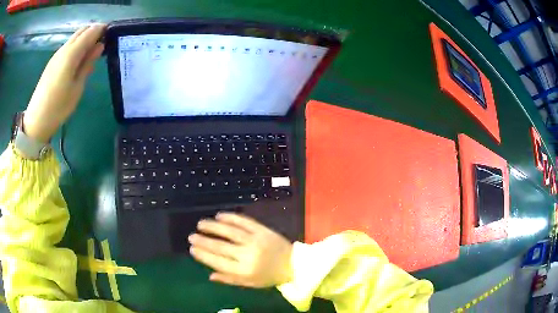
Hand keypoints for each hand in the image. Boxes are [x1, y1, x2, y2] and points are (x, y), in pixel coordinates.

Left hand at [23, 24, 105, 142]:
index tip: (112, 33)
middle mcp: (63, 49)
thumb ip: (88, 63)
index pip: (90, 31)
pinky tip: (78, 60)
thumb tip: (100, 46)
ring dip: (84, 40)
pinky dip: (76, 47)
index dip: (102, 29)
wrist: (36, 121)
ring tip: (91, 53)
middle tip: (102, 43)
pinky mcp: (52, 63)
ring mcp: (56, 55)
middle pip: (81, 31)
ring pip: (74, 38)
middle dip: (93, 32)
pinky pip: (67, 47)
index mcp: (71, 54)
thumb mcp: (77, 87)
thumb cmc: (58, 107)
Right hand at [189, 212, 293, 287]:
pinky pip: (244, 221)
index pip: (218, 262)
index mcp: (244, 270)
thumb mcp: (250, 283)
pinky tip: (220, 215)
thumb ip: (229, 279)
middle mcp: (248, 255)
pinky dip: (231, 217)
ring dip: (213, 226)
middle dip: (203, 241)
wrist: (293, 264)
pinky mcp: (262, 230)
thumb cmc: (269, 276)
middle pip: (221, 246)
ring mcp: (255, 240)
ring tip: (201, 224)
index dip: (203, 255)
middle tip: (191, 236)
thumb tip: (210, 276)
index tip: (192, 249)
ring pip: (230, 231)